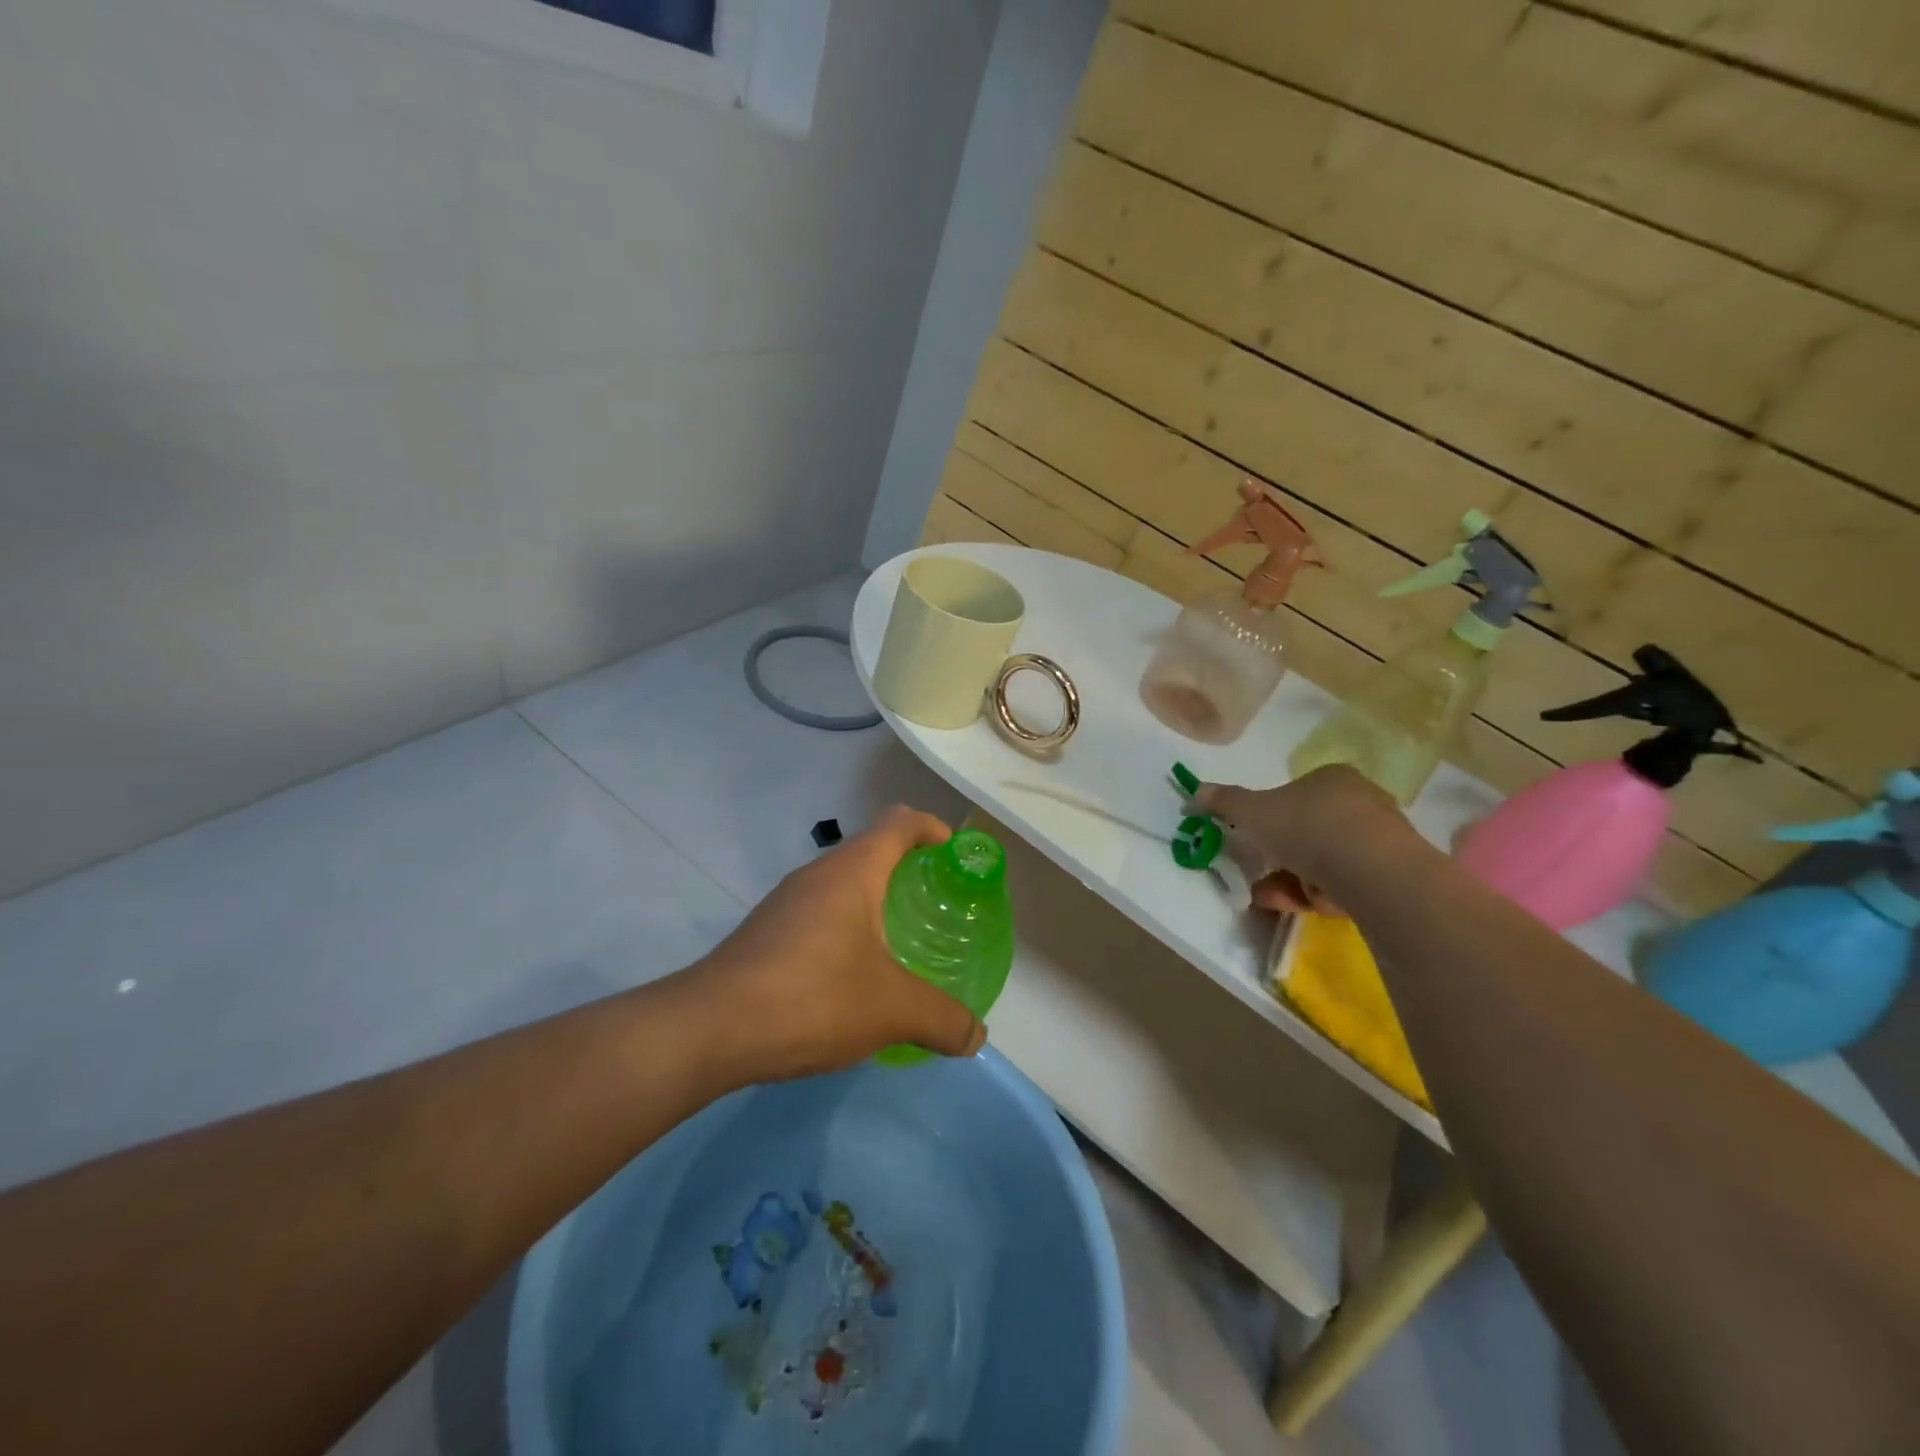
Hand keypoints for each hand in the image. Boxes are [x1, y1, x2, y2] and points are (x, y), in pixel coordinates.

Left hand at [692, 806, 988, 1082]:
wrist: (710, 1028)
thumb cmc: (813, 997)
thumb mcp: (892, 1010)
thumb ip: (943, 1020)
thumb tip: (977, 1036)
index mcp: (853, 871)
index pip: (901, 821)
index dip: (934, 829)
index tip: (956, 856)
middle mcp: (818, 874)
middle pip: (873, 851)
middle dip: (910, 872)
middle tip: (938, 909)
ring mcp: (786, 902)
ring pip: (843, 885)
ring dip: (876, 904)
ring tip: (902, 946)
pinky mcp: (765, 932)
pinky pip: (819, 914)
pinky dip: (847, 930)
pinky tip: (854, 978)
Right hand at [1196, 766, 1408, 914]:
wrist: (1376, 873)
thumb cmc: (1309, 829)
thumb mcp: (1252, 812)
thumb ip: (1223, 801)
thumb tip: (1194, 793)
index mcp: (1332, 777)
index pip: (1293, 794)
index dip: (1268, 819)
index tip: (1252, 841)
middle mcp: (1362, 801)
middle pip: (1306, 831)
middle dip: (1279, 858)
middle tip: (1259, 876)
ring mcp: (1382, 838)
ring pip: (1324, 861)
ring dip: (1294, 880)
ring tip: (1276, 897)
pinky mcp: (1394, 874)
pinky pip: (1346, 883)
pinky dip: (1322, 894)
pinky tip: (1309, 905)